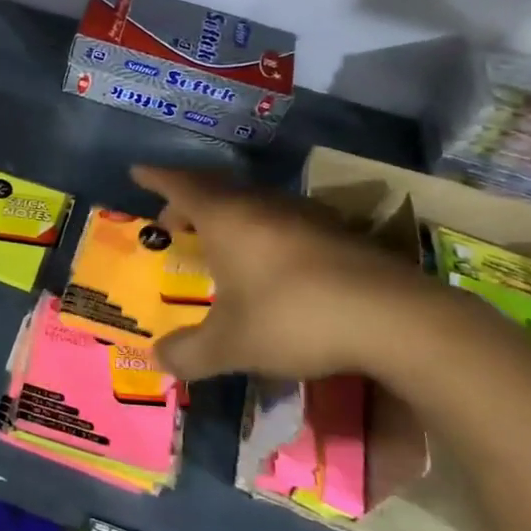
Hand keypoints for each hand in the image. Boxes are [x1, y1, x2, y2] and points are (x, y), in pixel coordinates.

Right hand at [131, 165, 457, 383]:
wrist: (393, 318)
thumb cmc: (292, 318)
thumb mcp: (230, 345)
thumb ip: (188, 353)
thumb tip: (158, 360)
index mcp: (226, 218)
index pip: (180, 185)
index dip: (156, 178)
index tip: (137, 170)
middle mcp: (261, 205)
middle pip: (215, 189)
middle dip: (188, 200)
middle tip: (171, 219)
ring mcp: (303, 215)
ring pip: (252, 202)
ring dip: (227, 214)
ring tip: (217, 241)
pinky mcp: (337, 232)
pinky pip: (282, 219)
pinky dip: (260, 230)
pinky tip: (269, 260)